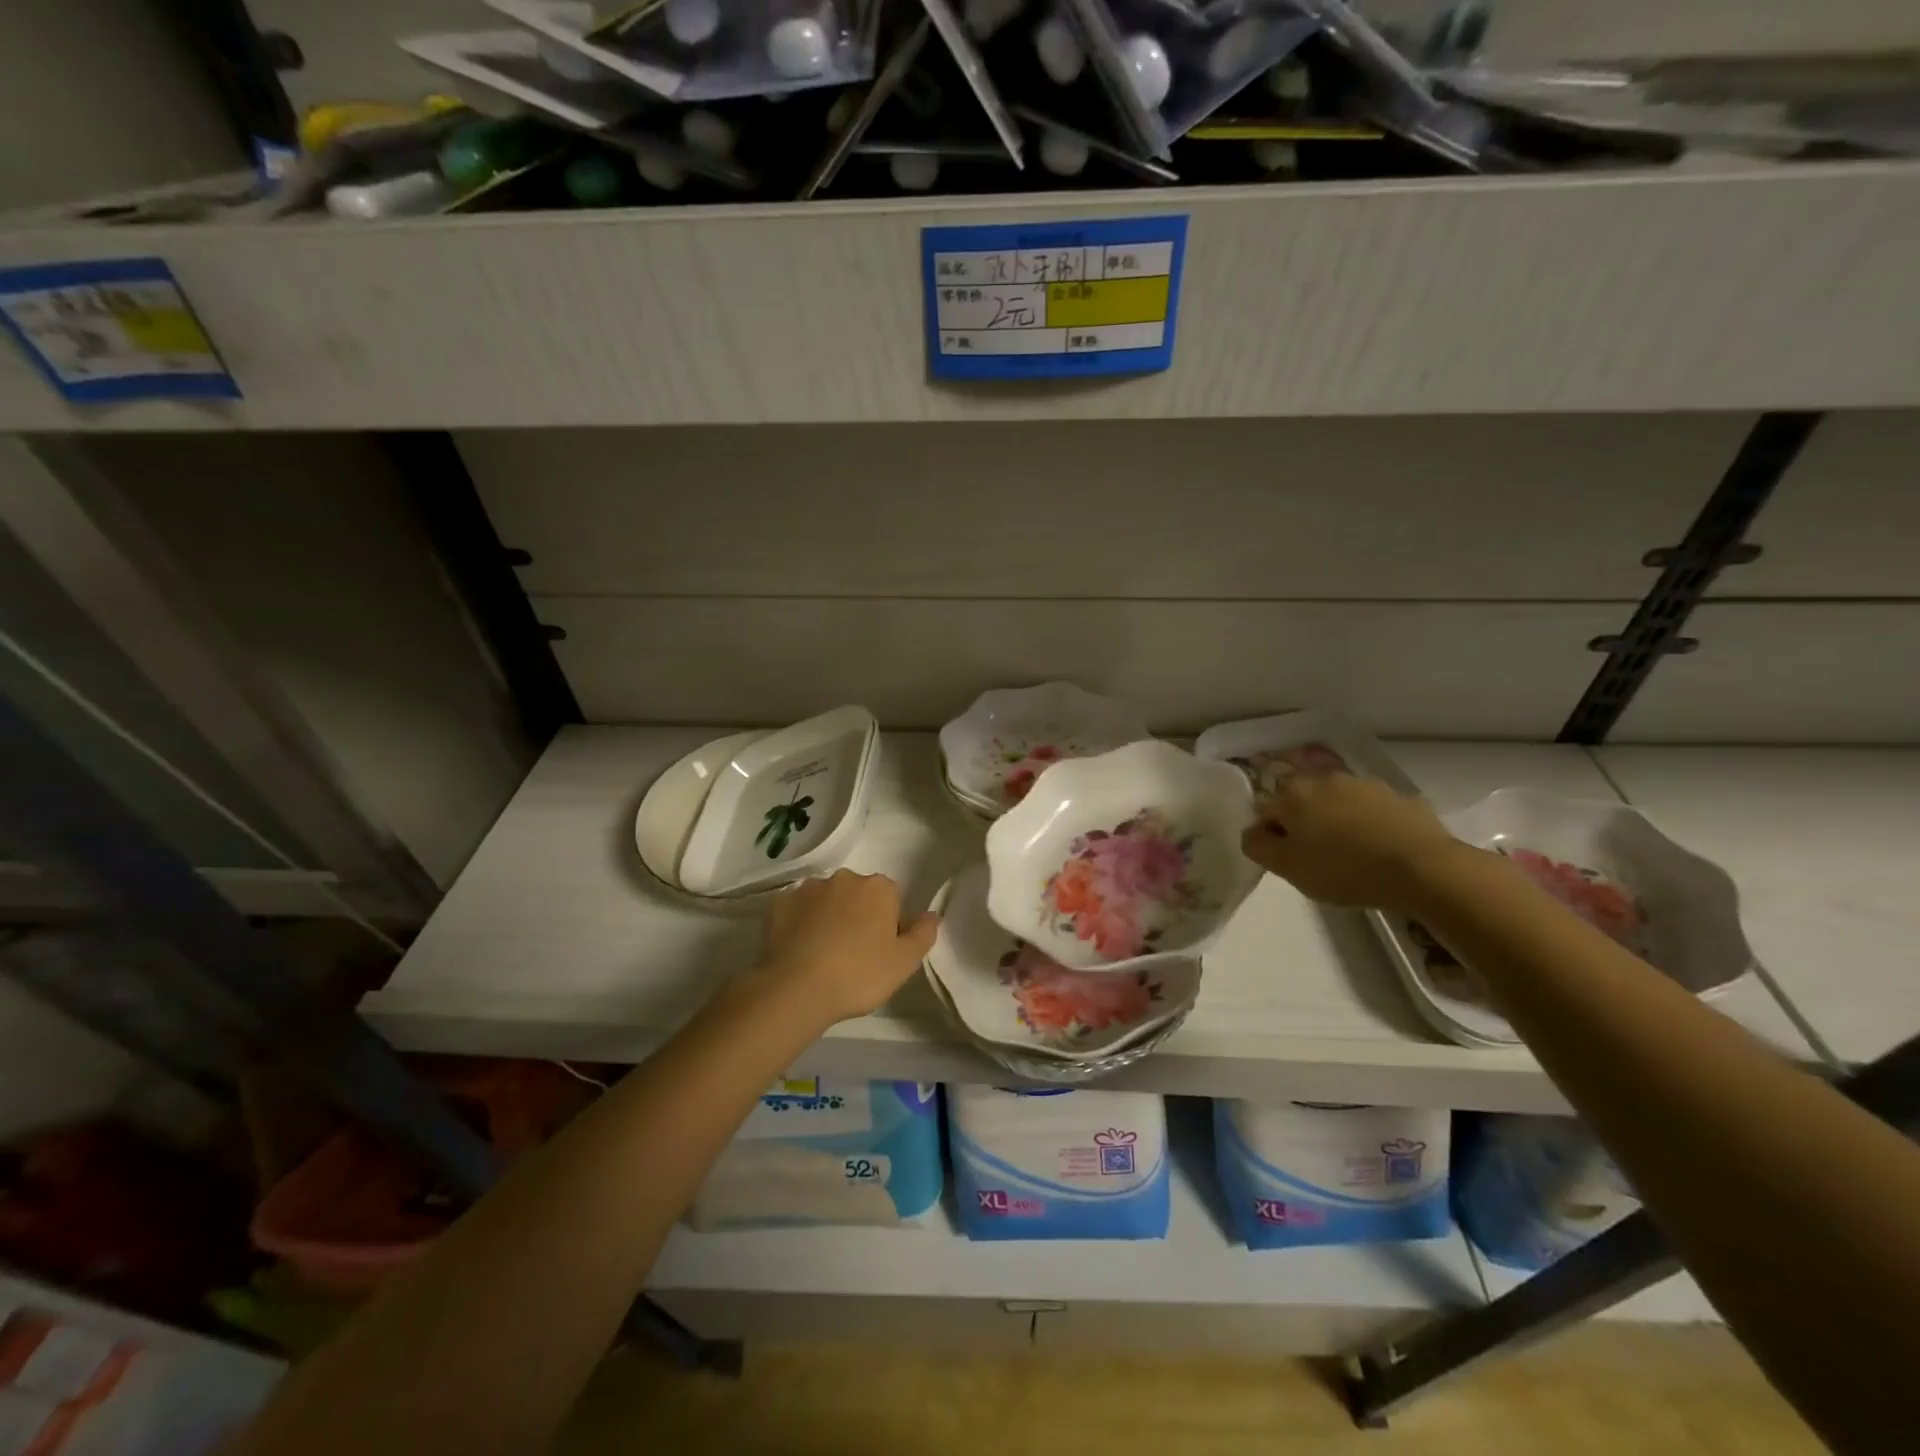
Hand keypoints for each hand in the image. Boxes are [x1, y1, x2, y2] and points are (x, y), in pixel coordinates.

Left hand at [756, 870, 939, 1024]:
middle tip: (853, 953)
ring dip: (828, 916)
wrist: (796, 988)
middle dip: (857, 914)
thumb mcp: (905, 962)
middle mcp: (844, 878)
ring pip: (826, 899)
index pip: (891, 897)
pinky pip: (797, 909)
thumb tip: (931, 914)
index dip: (888, 922)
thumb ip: (923, 934)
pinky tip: (798, 949)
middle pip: (858, 894)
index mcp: (878, 887)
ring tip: (822, 954)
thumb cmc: (859, 974)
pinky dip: (800, 923)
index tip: (880, 949)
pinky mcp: (779, 903)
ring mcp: (808, 888)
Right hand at [1240, 772, 1466, 914]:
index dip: (1271, 834)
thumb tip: (1253, 831)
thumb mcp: (1288, 868)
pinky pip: (1371, 809)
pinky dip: (1368, 823)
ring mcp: (1363, 784)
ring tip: (1350, 853)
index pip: (1265, 809)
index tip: (1285, 858)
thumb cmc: (1344, 869)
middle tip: (1315, 856)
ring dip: (1335, 820)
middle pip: (1301, 800)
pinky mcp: (1398, 796)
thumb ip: (1258, 846)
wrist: (1423, 868)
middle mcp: (1324, 779)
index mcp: (1293, 794)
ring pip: (1336, 801)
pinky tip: (1379, 848)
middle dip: (1303, 822)